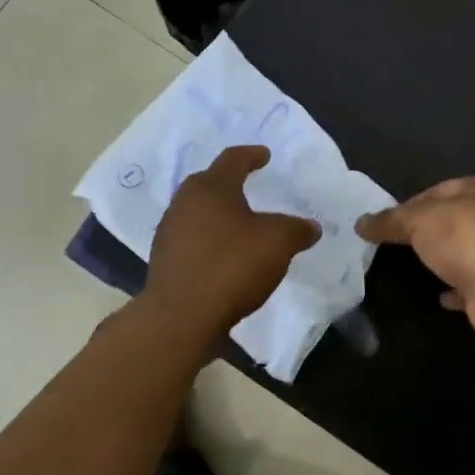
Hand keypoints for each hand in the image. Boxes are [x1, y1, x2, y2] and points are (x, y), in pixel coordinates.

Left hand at [145, 146, 319, 335]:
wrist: (179, 318)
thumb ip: (297, 229)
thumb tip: (311, 227)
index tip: (265, 156)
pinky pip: (191, 236)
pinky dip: (208, 237)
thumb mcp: (278, 243)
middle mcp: (185, 202)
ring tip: (239, 223)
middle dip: (230, 181)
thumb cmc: (231, 267)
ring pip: (197, 210)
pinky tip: (223, 253)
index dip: (252, 155)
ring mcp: (169, 231)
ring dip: (218, 212)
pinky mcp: (163, 259)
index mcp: (212, 188)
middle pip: (209, 182)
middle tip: (249, 184)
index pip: (233, 159)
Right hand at [356, 177, 474, 343]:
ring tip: (410, 268)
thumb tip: (360, 223)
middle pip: (451, 221)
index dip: (410, 204)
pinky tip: (436, 295)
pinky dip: (453, 289)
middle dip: (426, 232)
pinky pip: (468, 285)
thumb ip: (389, 221)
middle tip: (394, 245)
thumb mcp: (417, 220)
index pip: (437, 190)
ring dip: (442, 259)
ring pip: (461, 252)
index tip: (386, 222)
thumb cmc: (462, 237)